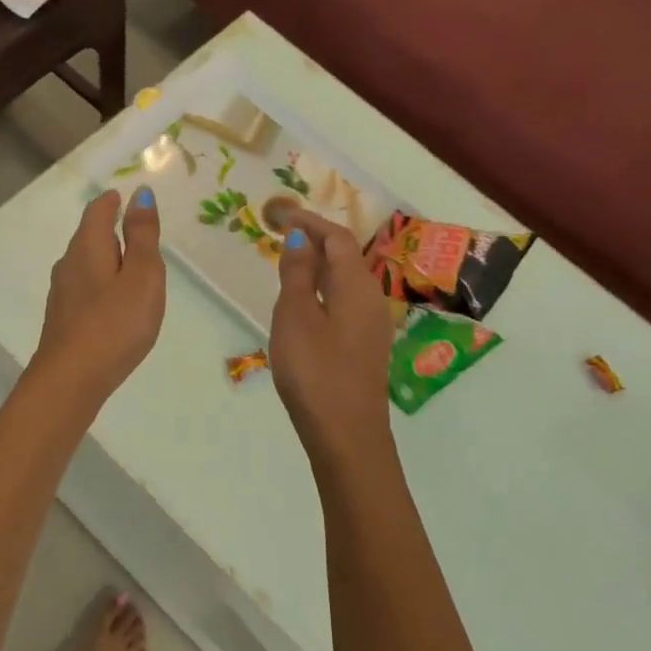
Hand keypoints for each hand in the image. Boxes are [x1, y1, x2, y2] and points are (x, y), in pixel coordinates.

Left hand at [30, 189, 165, 405]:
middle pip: (89, 237)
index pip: (97, 211)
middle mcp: (68, 264)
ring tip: (130, 271)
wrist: (71, 379)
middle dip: (110, 231)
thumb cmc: (115, 323)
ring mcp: (61, 293)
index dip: (112, 201)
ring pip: (85, 265)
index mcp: (88, 246)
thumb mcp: (142, 275)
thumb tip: (140, 194)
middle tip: (137, 234)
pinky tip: (112, 306)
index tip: (124, 197)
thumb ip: (143, 235)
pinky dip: (100, 286)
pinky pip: (84, 290)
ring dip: (106, 261)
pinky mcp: (62, 319)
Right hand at [271, 209, 395, 467]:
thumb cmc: (316, 372)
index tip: (280, 214)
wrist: (347, 436)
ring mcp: (370, 326)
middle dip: (315, 240)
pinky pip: (343, 302)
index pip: (337, 238)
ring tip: (286, 264)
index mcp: (356, 286)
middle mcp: (370, 299)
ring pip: (344, 281)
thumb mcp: (296, 317)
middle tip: (280, 235)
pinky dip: (322, 289)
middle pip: (345, 256)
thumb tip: (299, 239)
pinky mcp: (363, 347)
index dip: (310, 222)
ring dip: (318, 265)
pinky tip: (302, 304)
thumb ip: (297, 275)